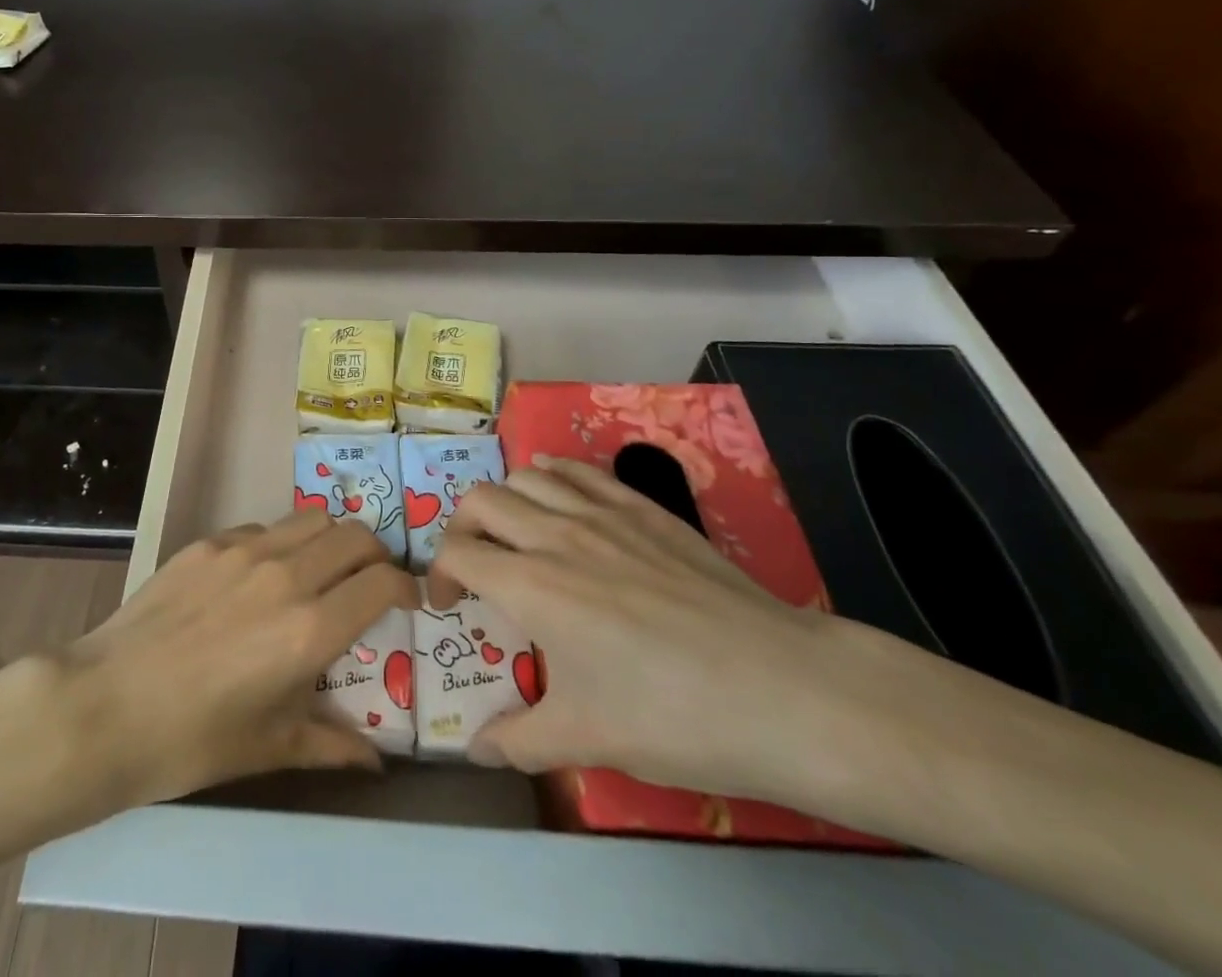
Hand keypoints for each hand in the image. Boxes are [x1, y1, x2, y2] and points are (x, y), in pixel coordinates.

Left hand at [59, 511, 417, 809]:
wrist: (106, 705)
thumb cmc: (193, 740)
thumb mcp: (270, 747)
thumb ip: (331, 744)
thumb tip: (376, 763)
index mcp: (309, 629)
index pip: (382, 582)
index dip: (406, 587)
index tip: (408, 601)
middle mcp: (285, 575)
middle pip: (355, 536)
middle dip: (375, 555)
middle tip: (370, 581)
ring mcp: (244, 551)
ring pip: (312, 519)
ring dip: (331, 540)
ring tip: (323, 569)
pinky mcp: (209, 542)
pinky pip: (263, 528)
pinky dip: (280, 543)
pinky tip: (260, 577)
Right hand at [429, 456, 866, 805]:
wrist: (782, 690)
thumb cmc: (674, 717)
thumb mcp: (589, 740)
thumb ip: (520, 741)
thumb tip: (476, 750)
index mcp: (530, 586)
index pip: (457, 553)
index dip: (438, 575)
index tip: (449, 605)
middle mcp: (555, 535)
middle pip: (482, 501)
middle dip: (463, 527)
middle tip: (475, 564)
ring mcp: (602, 514)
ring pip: (527, 476)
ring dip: (506, 499)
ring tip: (515, 531)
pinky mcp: (643, 509)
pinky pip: (581, 471)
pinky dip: (554, 474)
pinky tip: (558, 492)